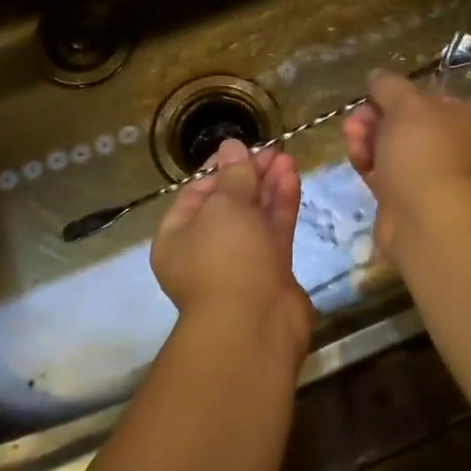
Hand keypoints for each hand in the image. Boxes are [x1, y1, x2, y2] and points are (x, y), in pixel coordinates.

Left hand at [151, 139, 314, 360]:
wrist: (254, 324)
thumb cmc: (225, 258)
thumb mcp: (224, 207)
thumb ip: (233, 175)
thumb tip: (231, 145)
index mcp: (177, 237)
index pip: (196, 193)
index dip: (220, 168)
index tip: (243, 148)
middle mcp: (205, 249)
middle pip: (228, 204)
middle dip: (249, 175)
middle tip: (272, 150)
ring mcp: (240, 261)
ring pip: (254, 216)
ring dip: (269, 186)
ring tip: (287, 157)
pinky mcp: (270, 270)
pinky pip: (273, 231)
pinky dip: (281, 204)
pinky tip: (293, 177)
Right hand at [343, 70, 470, 256]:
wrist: (429, 221)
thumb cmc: (425, 152)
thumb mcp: (406, 104)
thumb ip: (389, 85)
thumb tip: (377, 76)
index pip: (432, 99)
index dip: (398, 96)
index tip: (372, 97)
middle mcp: (460, 151)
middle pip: (409, 126)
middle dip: (376, 119)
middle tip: (355, 121)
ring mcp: (437, 180)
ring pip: (396, 152)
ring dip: (369, 140)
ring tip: (351, 139)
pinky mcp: (413, 204)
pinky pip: (389, 177)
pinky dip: (371, 166)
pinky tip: (356, 160)